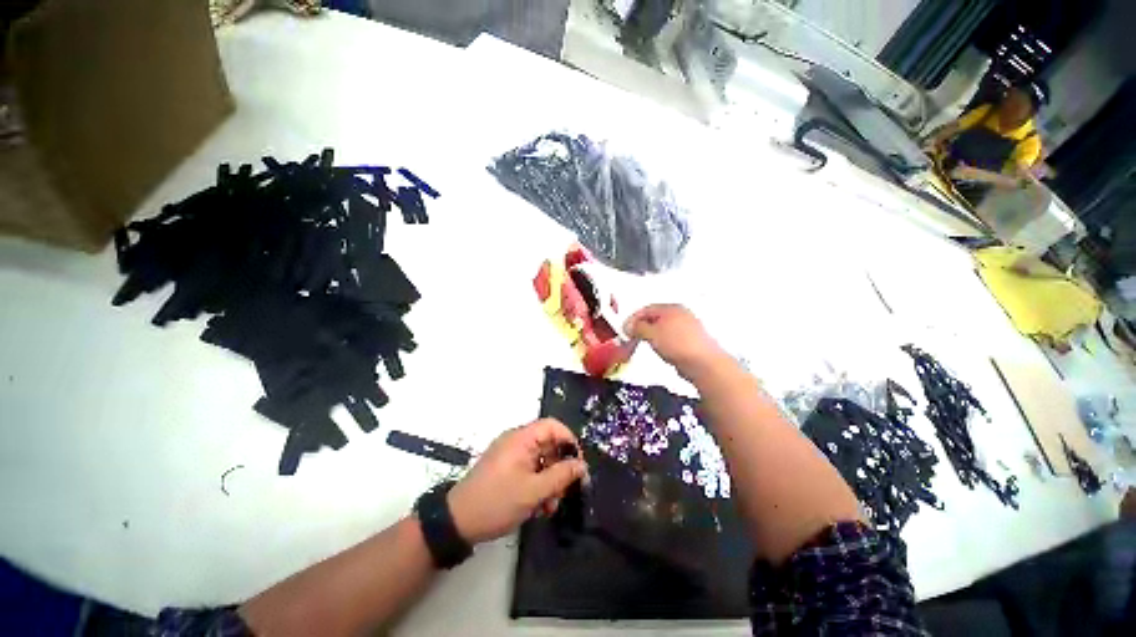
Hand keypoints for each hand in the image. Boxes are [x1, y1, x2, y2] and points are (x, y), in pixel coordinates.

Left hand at [446, 419, 587, 543]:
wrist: (457, 522)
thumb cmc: (497, 502)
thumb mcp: (534, 491)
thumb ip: (561, 476)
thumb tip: (581, 465)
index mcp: (522, 438)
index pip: (553, 426)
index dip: (569, 441)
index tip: (578, 465)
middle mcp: (516, 441)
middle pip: (548, 444)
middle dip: (559, 468)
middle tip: (564, 492)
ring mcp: (510, 455)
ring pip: (540, 460)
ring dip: (550, 481)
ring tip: (550, 506)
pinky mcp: (505, 468)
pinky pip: (529, 469)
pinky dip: (537, 484)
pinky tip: (539, 506)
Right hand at [623, 304, 729, 381]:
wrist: (703, 363)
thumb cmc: (678, 345)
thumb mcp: (651, 334)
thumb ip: (637, 328)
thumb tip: (630, 326)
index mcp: (671, 308)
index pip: (647, 309)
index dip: (633, 318)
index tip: (625, 329)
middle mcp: (681, 314)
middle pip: (656, 317)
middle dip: (643, 326)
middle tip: (633, 336)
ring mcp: (689, 327)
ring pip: (664, 328)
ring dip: (653, 335)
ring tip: (646, 344)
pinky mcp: (692, 341)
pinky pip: (672, 338)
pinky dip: (663, 342)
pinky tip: (662, 351)